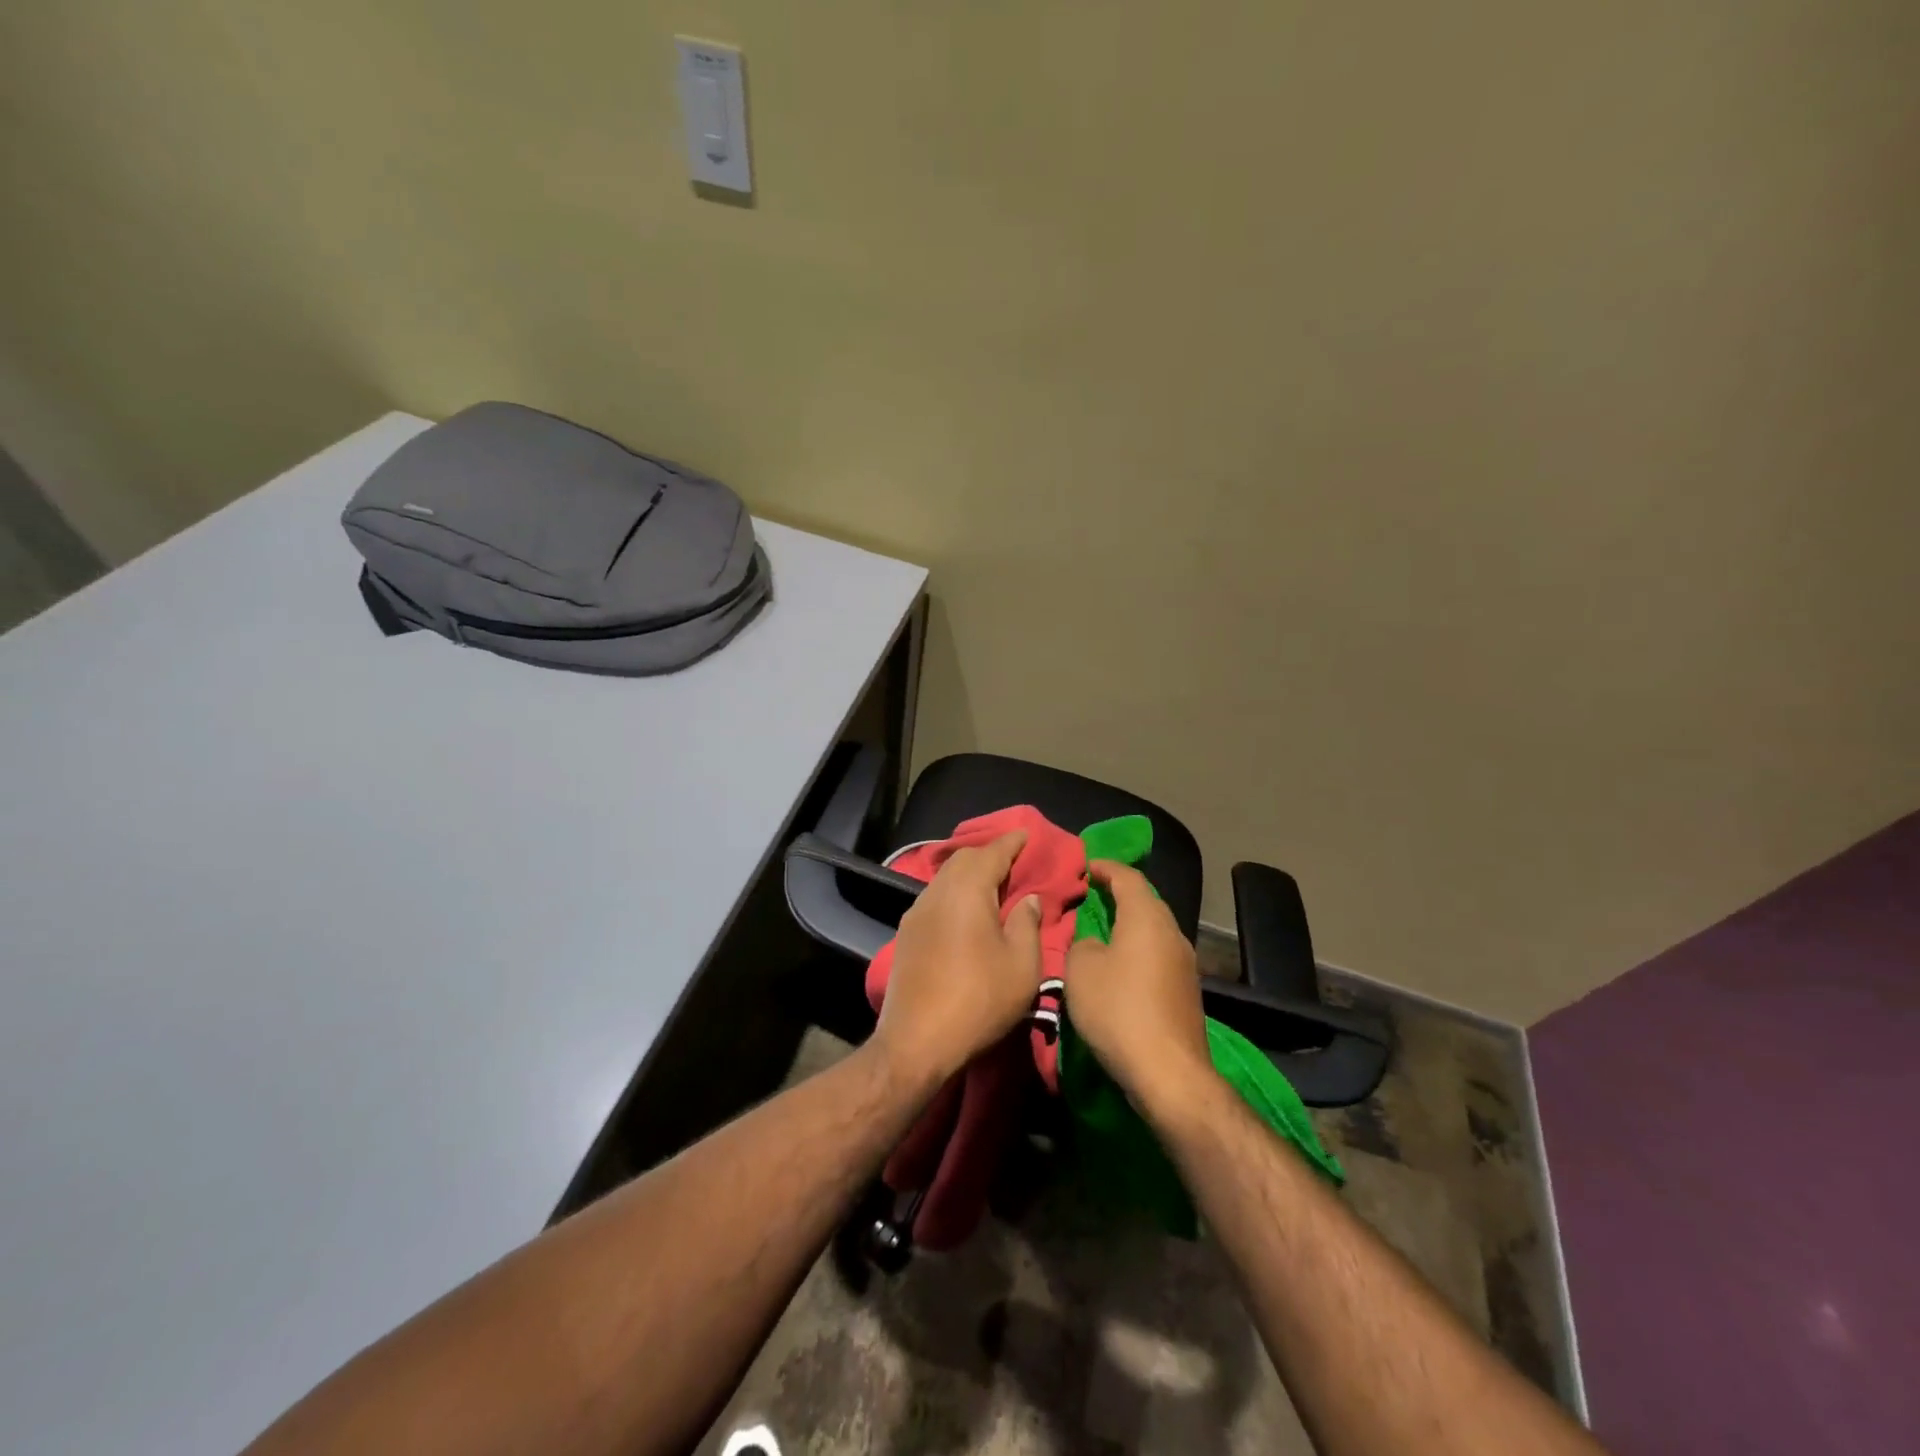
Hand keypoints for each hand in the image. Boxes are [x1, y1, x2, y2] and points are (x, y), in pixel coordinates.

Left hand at [873, 831, 1043, 1083]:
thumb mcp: (1021, 966)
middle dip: (989, 854)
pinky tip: (966, 911)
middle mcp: (937, 892)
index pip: (992, 853)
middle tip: (1013, 860)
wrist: (916, 1042)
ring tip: (992, 884)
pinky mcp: (906, 935)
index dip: (1011, 842)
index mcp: (967, 891)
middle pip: (963, 859)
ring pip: (945, 878)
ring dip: (969, 874)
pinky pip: (935, 898)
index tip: (1026, 834)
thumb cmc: (978, 1000)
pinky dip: (955, 893)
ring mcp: (916, 913)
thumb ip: (1027, 924)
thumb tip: (1027, 899)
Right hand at [1064, 860, 1212, 1105]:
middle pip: (1146, 902)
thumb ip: (1082, 943)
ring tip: (1102, 930)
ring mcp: (1185, 964)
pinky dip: (1138, 950)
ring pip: (1153, 930)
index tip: (1086, 866)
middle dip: (1119, 894)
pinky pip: (1158, 955)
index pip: (1128, 877)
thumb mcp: (1080, 969)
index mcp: (1146, 918)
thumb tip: (1094, 942)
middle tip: (1091, 895)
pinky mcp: (1186, 991)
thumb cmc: (1118, 1009)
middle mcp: (1172, 933)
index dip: (1106, 867)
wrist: (1168, 1072)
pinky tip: (1120, 966)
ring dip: (1129, 925)